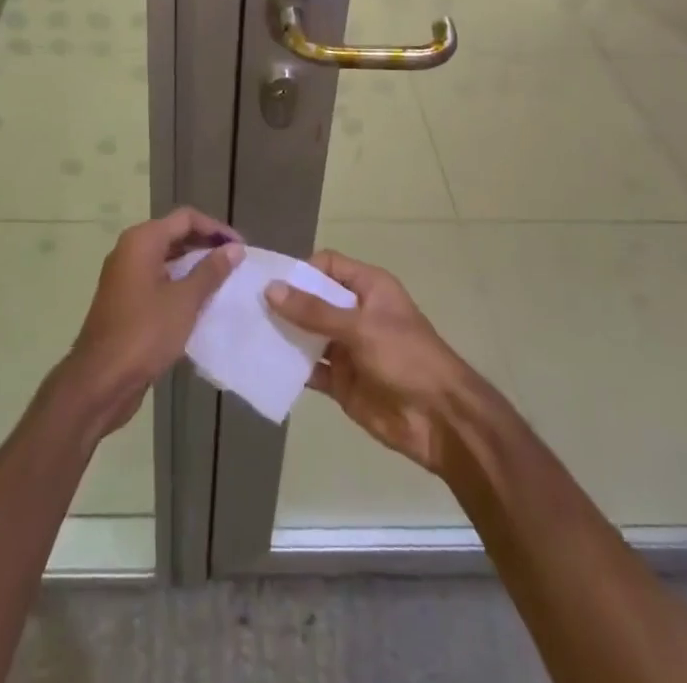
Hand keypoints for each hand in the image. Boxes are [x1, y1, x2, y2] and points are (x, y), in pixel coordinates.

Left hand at [58, 208, 242, 435]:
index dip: (216, 228)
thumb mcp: (184, 301)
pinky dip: (179, 283)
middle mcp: (130, 250)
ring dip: (194, 266)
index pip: (186, 218)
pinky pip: (158, 279)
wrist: (100, 381)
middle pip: (175, 234)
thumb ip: (211, 271)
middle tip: (235, 262)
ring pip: (166, 258)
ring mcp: (125, 276)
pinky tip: (200, 302)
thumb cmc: (144, 333)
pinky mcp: (125, 300)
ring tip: (223, 280)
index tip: (241, 247)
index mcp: (142, 241)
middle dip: (206, 245)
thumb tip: (235, 248)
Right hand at [265, 250, 475, 472]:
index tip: (270, 283)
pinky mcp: (342, 382)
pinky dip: (291, 367)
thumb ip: (314, 311)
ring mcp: (348, 348)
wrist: (441, 420)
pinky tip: (264, 366)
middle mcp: (355, 312)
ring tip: (246, 333)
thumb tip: (271, 289)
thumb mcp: (360, 327)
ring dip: (284, 335)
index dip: (300, 271)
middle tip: (245, 307)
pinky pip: (311, 369)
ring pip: (308, 334)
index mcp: (368, 287)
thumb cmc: (406, 357)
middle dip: (285, 303)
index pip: (327, 266)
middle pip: (313, 299)